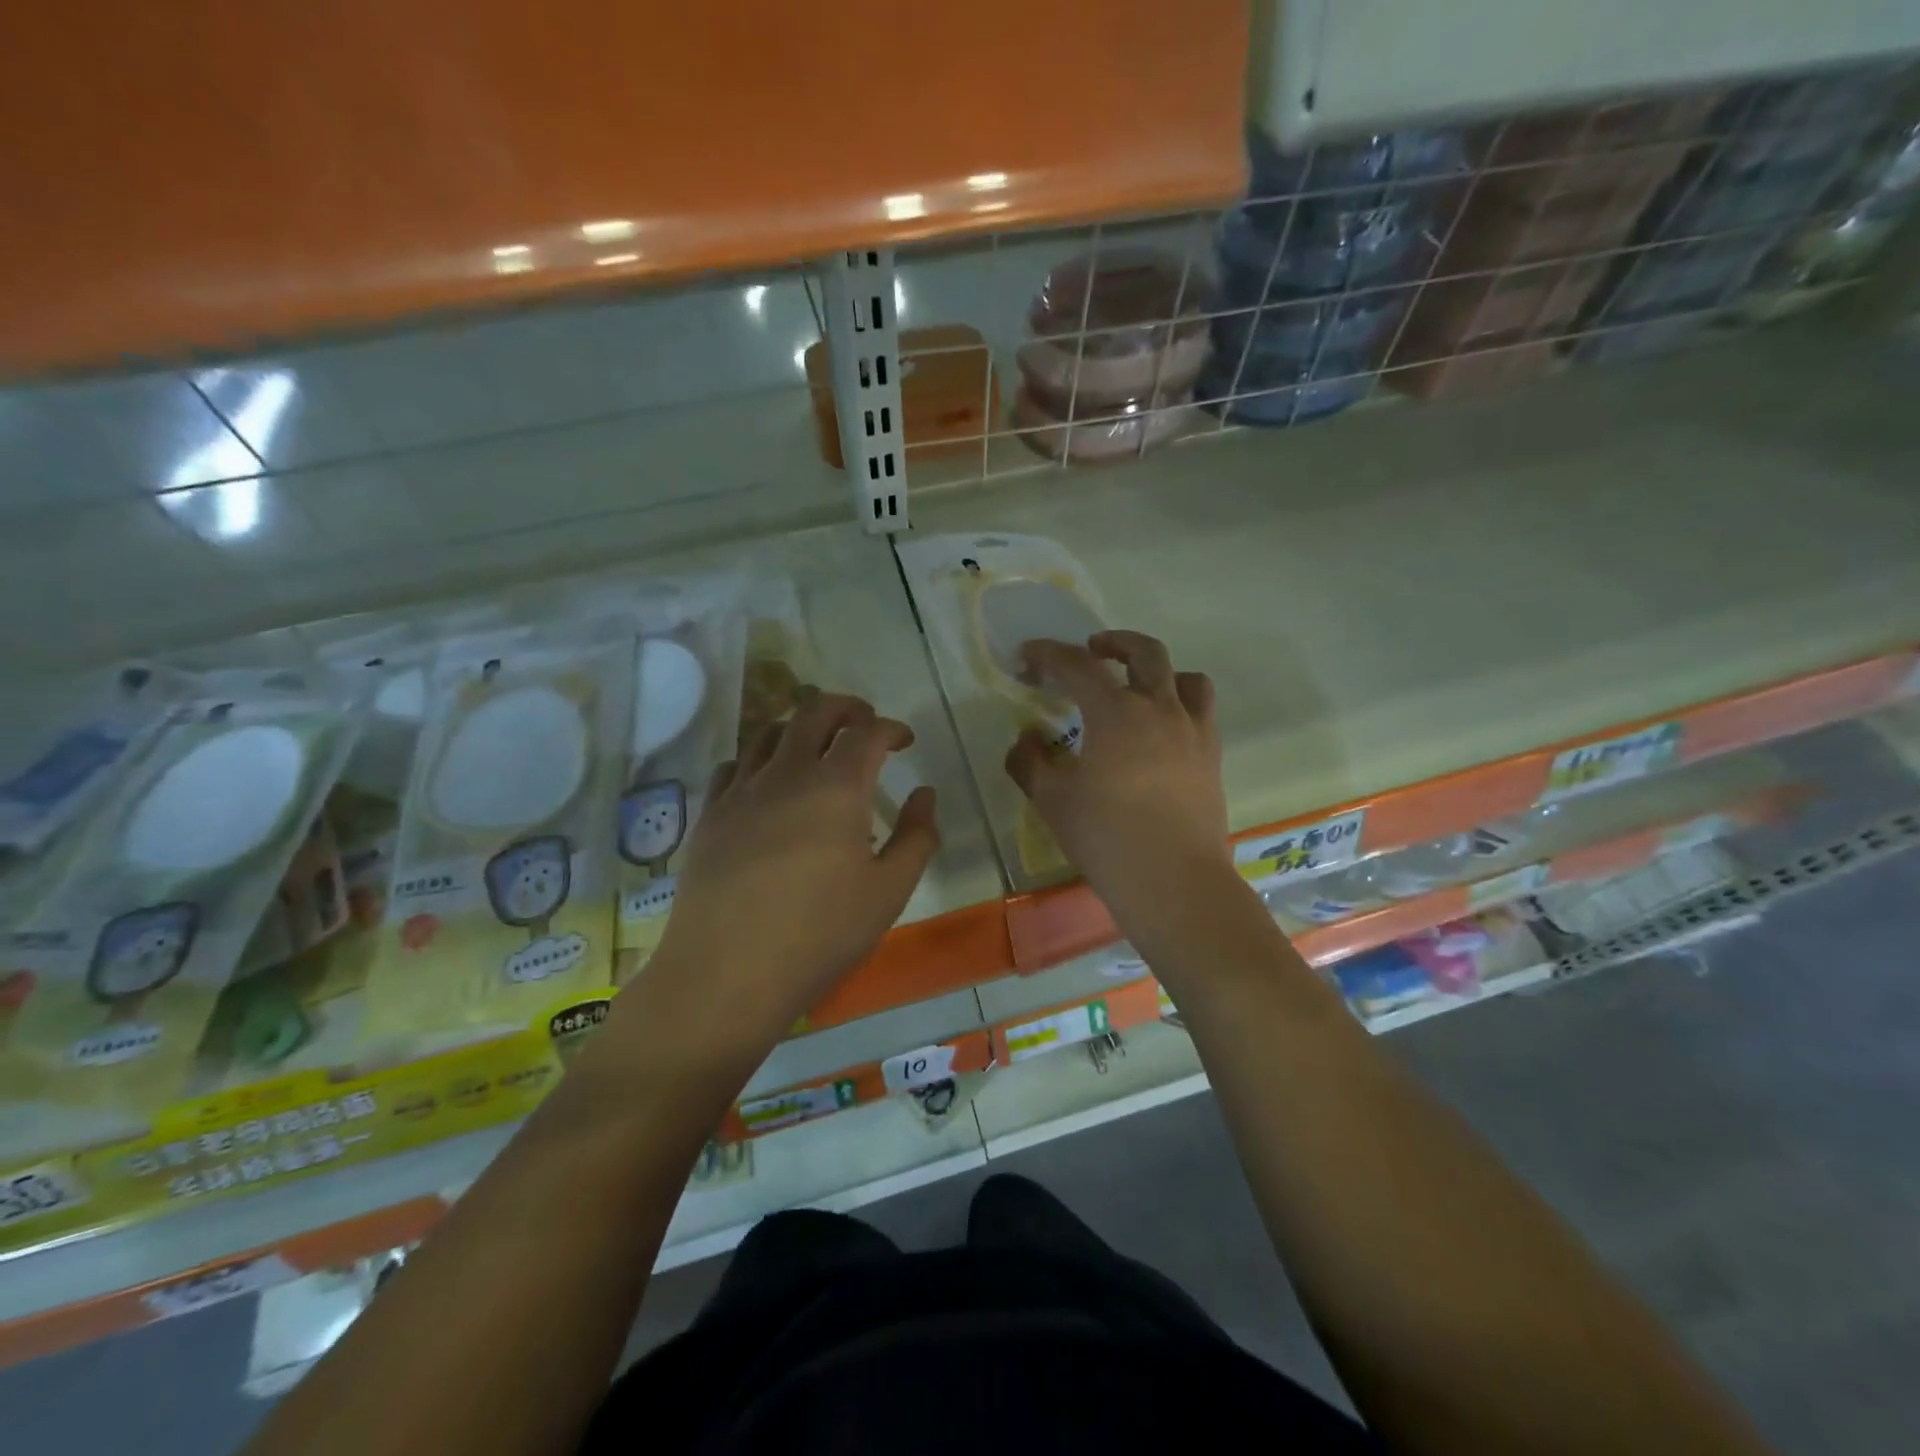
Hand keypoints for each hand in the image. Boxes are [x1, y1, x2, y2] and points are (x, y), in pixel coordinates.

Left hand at [647, 692, 938, 1046]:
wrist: (727, 974)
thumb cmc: (820, 935)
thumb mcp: (889, 892)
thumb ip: (916, 837)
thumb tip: (924, 795)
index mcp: (837, 787)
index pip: (868, 732)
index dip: (891, 728)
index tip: (904, 741)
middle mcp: (787, 773)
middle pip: (815, 711)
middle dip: (847, 707)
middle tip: (864, 723)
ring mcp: (741, 791)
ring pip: (770, 731)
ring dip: (800, 727)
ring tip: (816, 747)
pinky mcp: (710, 814)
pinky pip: (734, 765)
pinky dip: (759, 759)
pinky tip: (766, 783)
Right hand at [1005, 631, 1230, 931]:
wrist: (1173, 882)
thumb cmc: (1106, 837)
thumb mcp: (1051, 799)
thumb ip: (1029, 761)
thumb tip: (1027, 738)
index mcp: (1117, 712)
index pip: (1078, 666)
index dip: (1049, 654)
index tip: (1028, 655)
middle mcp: (1160, 709)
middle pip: (1144, 653)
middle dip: (1113, 642)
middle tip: (1092, 649)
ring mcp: (1193, 731)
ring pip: (1186, 678)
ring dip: (1158, 670)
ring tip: (1139, 686)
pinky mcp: (1212, 757)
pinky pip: (1202, 712)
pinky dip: (1180, 704)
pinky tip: (1162, 730)